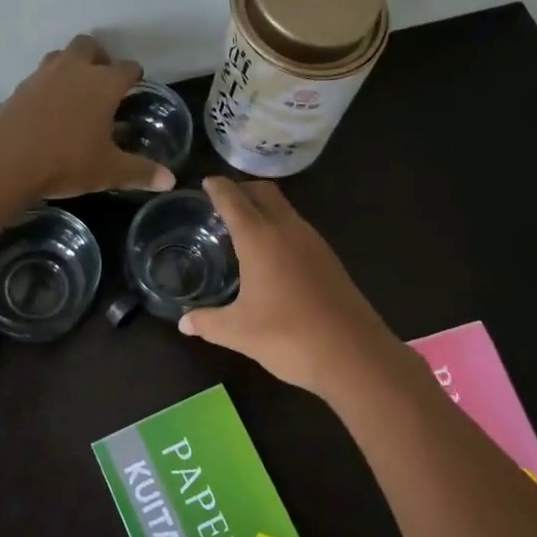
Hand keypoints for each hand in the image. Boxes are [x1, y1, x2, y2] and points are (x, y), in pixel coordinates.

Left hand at [0, 35, 175, 199]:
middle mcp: (74, 70)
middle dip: (99, 58)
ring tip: (76, 91)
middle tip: (103, 80)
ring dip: (71, 66)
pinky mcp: (20, 88)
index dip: (134, 75)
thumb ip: (140, 172)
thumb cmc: (66, 161)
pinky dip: (49, 85)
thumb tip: (169, 181)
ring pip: (61, 56)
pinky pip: (40, 77)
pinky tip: (49, 109)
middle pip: (89, 46)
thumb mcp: (108, 171)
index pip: (127, 68)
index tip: (136, 84)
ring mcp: (43, 75)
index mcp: (103, 84)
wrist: (5, 158)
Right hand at [179, 177, 401, 395]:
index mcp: (260, 238)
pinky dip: (280, 228)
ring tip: (243, 228)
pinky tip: (271, 256)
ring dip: (264, 209)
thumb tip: (184, 323)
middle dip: (242, 190)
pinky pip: (298, 230)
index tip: (206, 182)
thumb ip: (207, 323)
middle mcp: (288, 230)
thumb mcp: (238, 332)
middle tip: (222, 202)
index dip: (218, 188)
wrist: (353, 355)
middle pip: (264, 193)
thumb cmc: (287, 336)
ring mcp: (314, 243)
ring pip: (285, 209)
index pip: (234, 199)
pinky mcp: (329, 260)